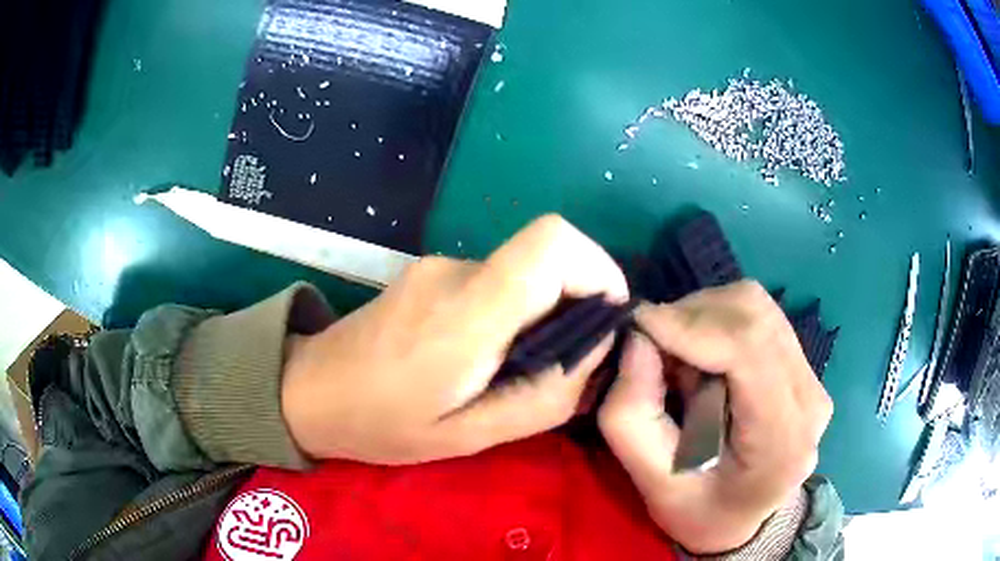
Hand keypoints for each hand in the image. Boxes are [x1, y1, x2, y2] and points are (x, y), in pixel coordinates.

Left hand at [282, 215, 628, 464]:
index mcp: (466, 314)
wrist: (307, 390)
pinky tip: (482, 357)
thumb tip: (594, 350)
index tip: (606, 318)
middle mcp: (455, 272)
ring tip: (513, 371)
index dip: (598, 269)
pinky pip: (495, 282)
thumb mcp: (469, 436)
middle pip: (548, 257)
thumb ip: (544, 395)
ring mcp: (439, 266)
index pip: (552, 243)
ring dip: (540, 316)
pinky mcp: (431, 272)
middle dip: (576, 305)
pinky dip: (512, 314)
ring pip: (523, 274)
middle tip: (563, 365)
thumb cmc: (380, 424)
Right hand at [597, 281, 832, 553]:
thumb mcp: (652, 484)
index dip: (691, 324)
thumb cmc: (699, 513)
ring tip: (678, 359)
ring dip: (704, 317)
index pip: (749, 348)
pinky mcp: (803, 366)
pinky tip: (703, 359)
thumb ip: (632, 416)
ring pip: (755, 307)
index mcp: (782, 441)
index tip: (639, 326)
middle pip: (754, 315)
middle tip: (653, 348)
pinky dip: (718, 322)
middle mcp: (810, 399)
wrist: (743, 522)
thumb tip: (637, 339)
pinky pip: (759, 317)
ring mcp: (813, 378)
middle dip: (691, 317)